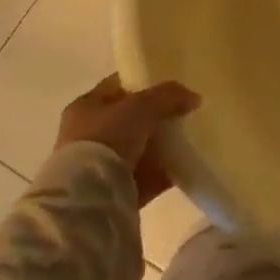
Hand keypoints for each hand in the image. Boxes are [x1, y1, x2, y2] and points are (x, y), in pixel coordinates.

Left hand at [56, 74, 199, 206]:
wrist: (90, 196)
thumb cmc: (107, 138)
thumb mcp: (141, 106)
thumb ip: (168, 96)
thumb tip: (194, 97)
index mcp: (86, 107)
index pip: (118, 87)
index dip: (144, 83)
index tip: (171, 88)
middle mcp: (88, 134)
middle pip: (130, 119)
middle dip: (156, 118)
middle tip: (184, 114)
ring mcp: (101, 165)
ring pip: (139, 149)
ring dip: (161, 147)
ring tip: (189, 140)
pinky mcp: (115, 191)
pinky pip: (145, 176)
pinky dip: (163, 172)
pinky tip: (185, 166)